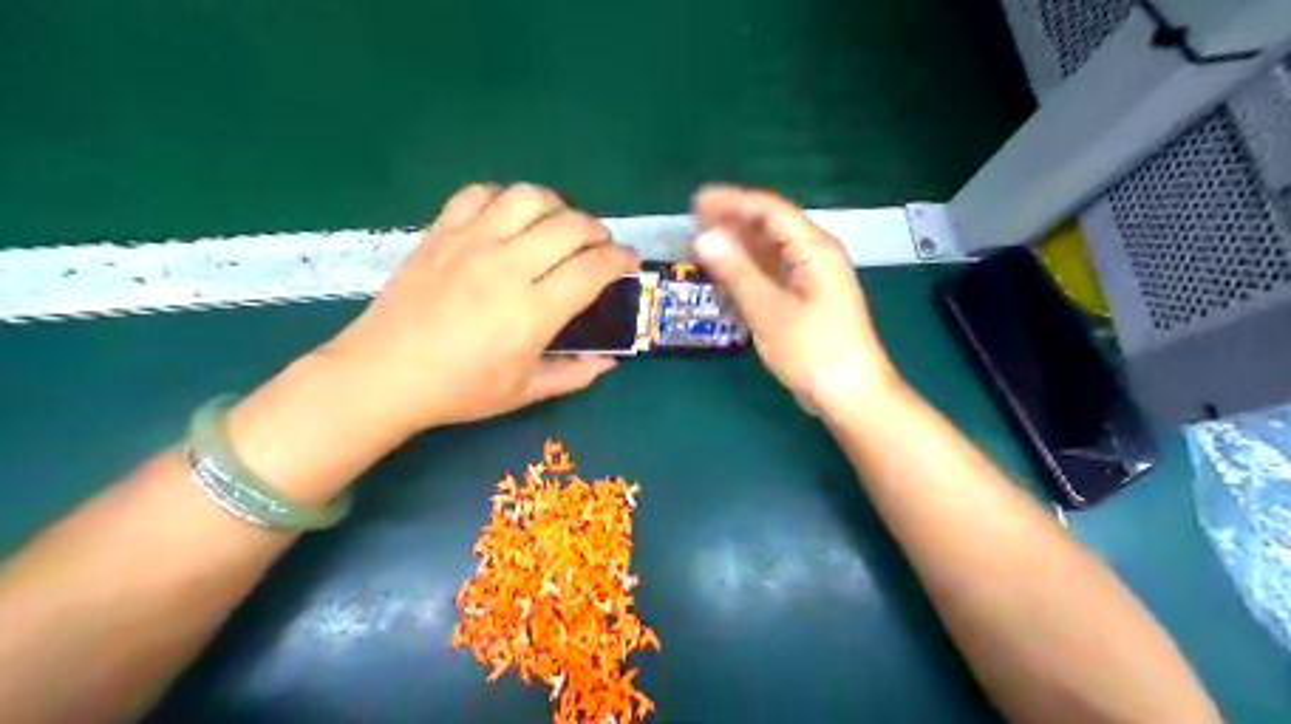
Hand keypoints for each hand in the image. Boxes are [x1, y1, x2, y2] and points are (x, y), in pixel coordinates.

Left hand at [320, 183, 636, 436]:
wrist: (384, 374)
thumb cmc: (460, 390)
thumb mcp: (525, 392)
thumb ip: (574, 374)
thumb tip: (610, 362)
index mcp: (533, 311)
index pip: (593, 267)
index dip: (621, 259)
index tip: (630, 261)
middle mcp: (507, 266)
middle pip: (569, 225)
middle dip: (597, 231)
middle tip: (599, 246)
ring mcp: (471, 243)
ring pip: (528, 198)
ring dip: (557, 205)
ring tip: (558, 225)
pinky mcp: (441, 232)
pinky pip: (479, 194)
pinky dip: (504, 198)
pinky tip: (509, 218)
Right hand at [686, 183, 899, 414]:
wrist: (850, 394)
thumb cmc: (813, 350)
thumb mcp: (769, 310)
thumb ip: (736, 272)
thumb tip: (703, 237)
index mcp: (814, 249)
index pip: (770, 211)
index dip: (733, 202)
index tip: (697, 201)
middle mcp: (815, 257)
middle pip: (771, 228)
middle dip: (733, 221)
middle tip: (693, 221)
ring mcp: (811, 280)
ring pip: (770, 252)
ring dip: (738, 246)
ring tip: (703, 244)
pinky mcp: (806, 301)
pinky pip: (773, 274)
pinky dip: (748, 271)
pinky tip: (726, 274)